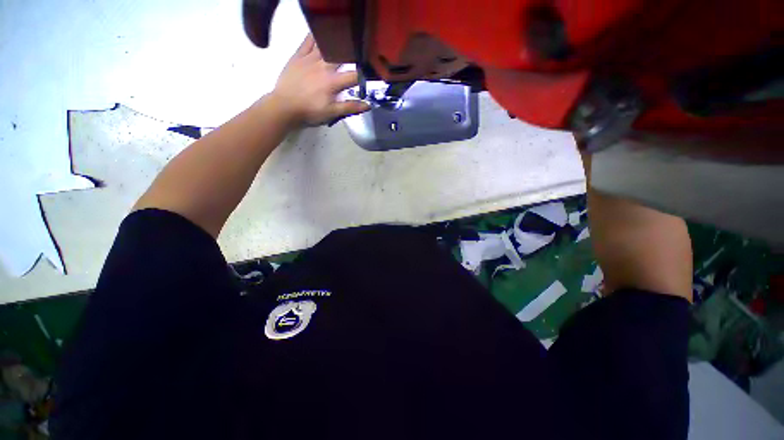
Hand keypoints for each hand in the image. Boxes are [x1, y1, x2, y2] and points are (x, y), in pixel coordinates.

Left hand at [270, 34, 369, 125]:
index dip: (364, 75)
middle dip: (352, 54)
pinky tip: (322, 32)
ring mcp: (310, 58)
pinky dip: (316, 35)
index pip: (354, 75)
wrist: (284, 106)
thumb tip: (368, 105)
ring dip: (336, 42)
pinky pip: (308, 40)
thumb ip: (350, 107)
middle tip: (356, 54)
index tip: (368, 74)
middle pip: (342, 55)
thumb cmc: (310, 111)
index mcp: (333, 82)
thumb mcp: (331, 112)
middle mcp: (324, 66)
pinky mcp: (298, 55)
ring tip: (343, 39)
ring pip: (326, 44)